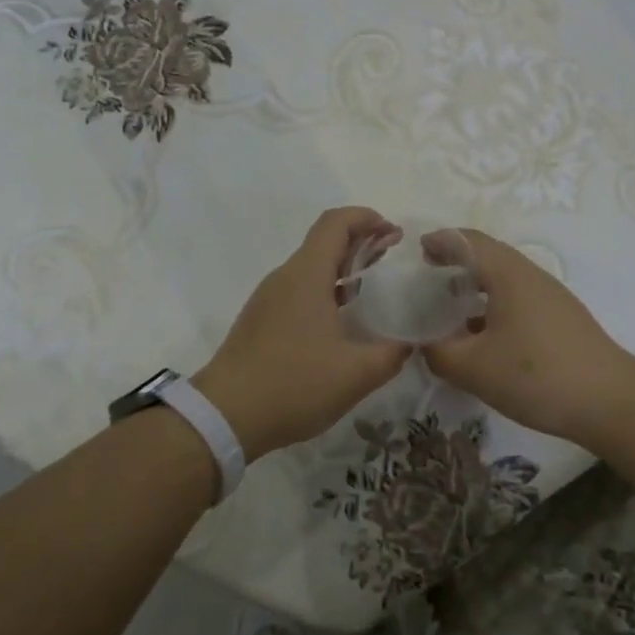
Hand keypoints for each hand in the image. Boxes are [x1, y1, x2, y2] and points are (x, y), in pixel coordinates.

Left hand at [193, 207, 411, 459]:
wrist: (224, 416)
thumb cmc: (293, 384)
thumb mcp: (355, 374)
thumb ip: (391, 355)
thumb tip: (410, 344)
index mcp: (307, 275)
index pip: (336, 222)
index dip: (367, 218)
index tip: (393, 233)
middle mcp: (285, 277)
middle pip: (324, 242)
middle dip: (360, 242)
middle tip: (391, 258)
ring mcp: (268, 299)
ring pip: (310, 268)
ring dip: (342, 268)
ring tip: (371, 289)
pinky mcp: (260, 320)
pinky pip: (298, 291)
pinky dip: (325, 291)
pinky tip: (341, 322)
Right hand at [420, 228, 634, 449]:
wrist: (611, 402)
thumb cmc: (537, 376)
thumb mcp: (474, 368)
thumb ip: (439, 353)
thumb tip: (424, 345)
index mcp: (508, 274)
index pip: (469, 241)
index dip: (442, 241)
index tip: (418, 250)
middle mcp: (531, 276)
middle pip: (489, 255)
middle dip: (457, 260)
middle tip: (429, 274)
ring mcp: (550, 297)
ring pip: (505, 279)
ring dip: (476, 285)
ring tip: (450, 305)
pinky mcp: (561, 320)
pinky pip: (518, 299)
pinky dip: (493, 305)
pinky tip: (483, 336)